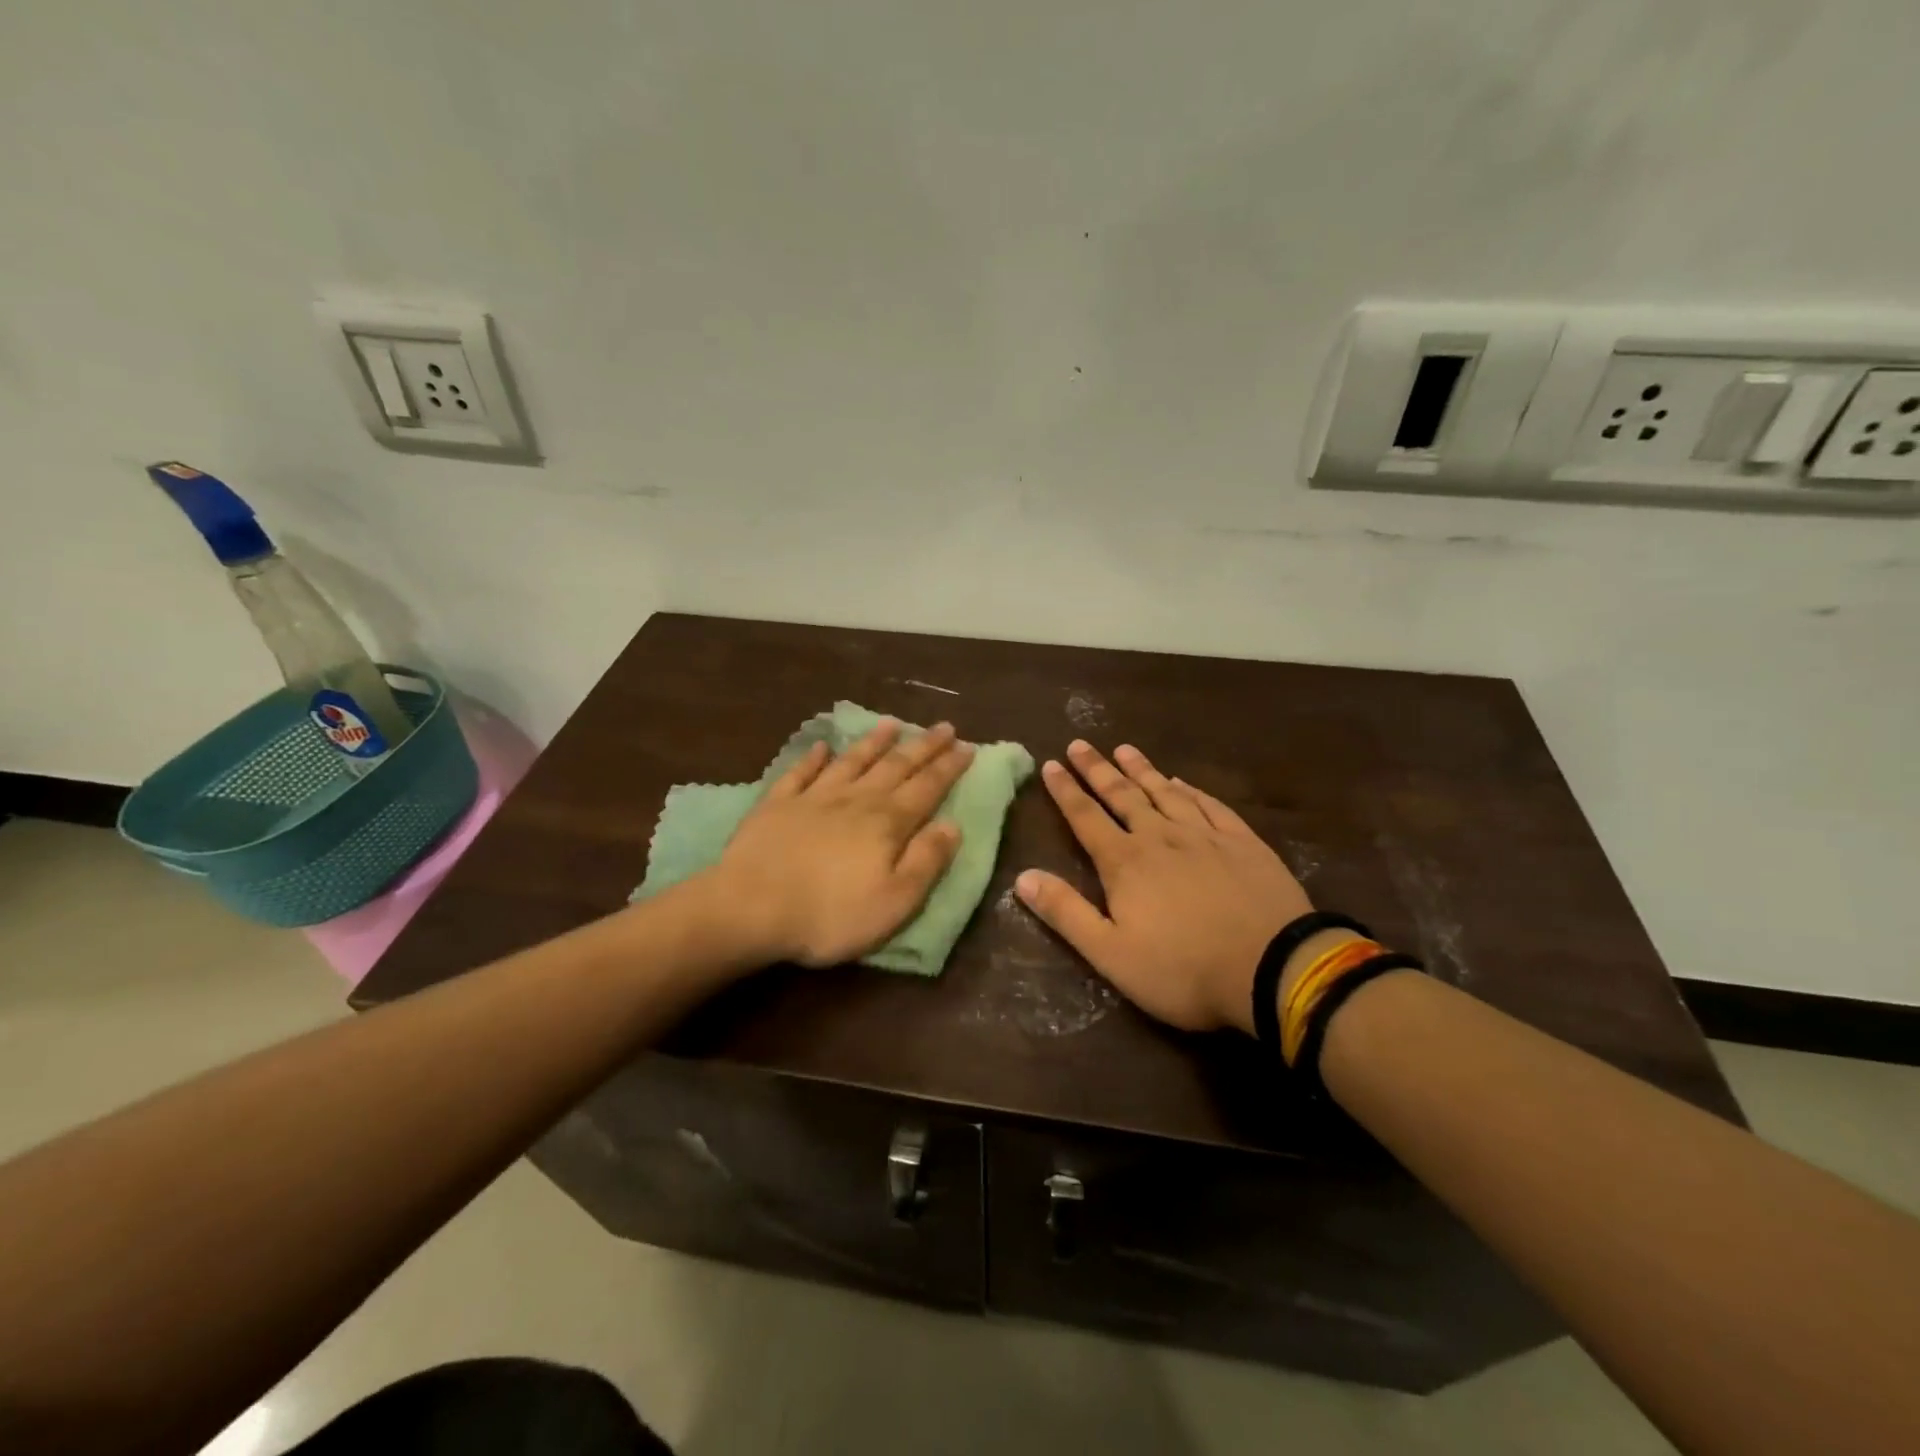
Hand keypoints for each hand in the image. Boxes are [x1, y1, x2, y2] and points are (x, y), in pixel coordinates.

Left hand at [708, 719, 973, 967]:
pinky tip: (823, 746)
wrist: (750, 909)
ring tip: (891, 724)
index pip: (927, 788)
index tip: (967, 746)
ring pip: (852, 761)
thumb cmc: (830, 914)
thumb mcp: (895, 901)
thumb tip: (953, 825)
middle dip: (922, 746)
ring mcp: (813, 798)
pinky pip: (801, 772)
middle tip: (943, 727)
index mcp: (887, 823)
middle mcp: (855, 800)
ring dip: (874, 742)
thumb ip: (926, 861)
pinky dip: (814, 758)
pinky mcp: (777, 805)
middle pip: (895, 766)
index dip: (949, 767)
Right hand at [1015, 741, 1310, 1032]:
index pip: (1086, 818)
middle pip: (1122, 796)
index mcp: (1125, 863)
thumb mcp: (1111, 953)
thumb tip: (1022, 877)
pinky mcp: (1243, 842)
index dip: (1065, 791)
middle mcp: (1161, 837)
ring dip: (1142, 770)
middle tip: (1080, 744)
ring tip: (1124, 749)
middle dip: (1097, 769)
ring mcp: (1205, 836)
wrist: (1273, 969)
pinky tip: (1182, 782)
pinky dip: (1191, 790)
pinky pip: (1210, 805)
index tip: (1050, 764)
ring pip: (1165, 792)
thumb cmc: (1183, 970)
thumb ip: (1066, 913)